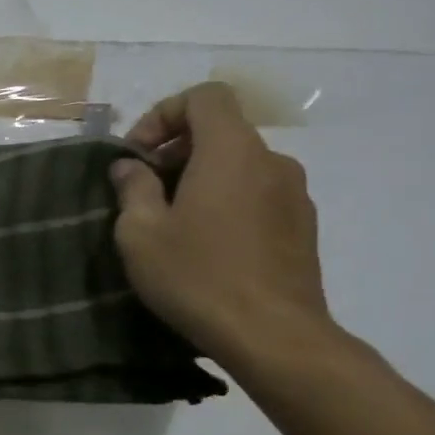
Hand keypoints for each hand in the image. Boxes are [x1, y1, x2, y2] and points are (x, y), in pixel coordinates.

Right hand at [109, 82, 333, 369]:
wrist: (274, 337)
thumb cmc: (198, 276)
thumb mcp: (141, 233)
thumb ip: (133, 189)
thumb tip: (131, 167)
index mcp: (231, 151)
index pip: (205, 97)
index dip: (164, 114)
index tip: (138, 155)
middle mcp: (271, 161)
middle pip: (221, 130)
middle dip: (176, 149)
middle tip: (144, 190)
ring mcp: (294, 194)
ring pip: (239, 164)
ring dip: (201, 178)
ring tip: (172, 220)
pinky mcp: (303, 226)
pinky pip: (257, 193)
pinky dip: (227, 200)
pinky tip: (206, 244)